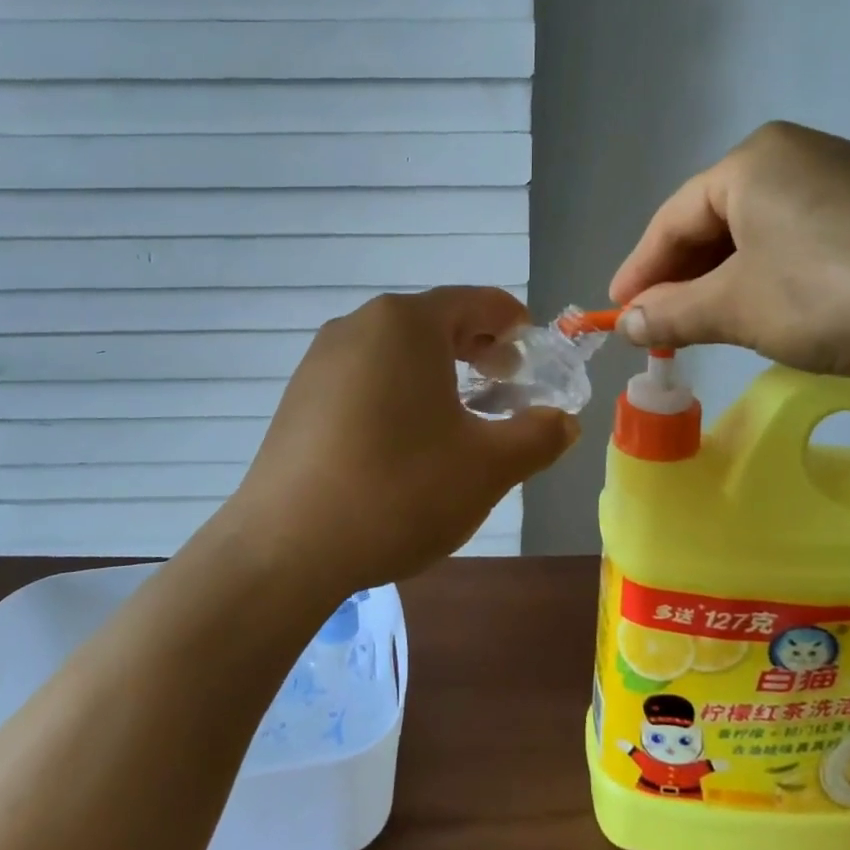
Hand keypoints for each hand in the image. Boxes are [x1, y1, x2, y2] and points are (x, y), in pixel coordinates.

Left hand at [216, 288, 578, 596]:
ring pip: (396, 351)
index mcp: (406, 323)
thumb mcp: (488, 467)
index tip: (535, 354)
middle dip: (477, 348)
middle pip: (434, 322)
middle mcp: (359, 325)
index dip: (515, 323)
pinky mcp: (300, 396)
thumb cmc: (399, 490)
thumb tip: (562, 422)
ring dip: (437, 372)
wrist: (287, 547)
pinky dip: (398, 391)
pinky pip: (364, 376)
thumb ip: (538, 436)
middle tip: (505, 385)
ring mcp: (321, 359)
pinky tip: (405, 439)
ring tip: (459, 416)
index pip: (477, 302)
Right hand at [609, 122, 849, 377]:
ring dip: (724, 281)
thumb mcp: (737, 307)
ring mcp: (847, 179)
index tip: (617, 313)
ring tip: (707, 323)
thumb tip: (626, 324)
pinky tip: (770, 309)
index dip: (639, 269)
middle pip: (715, 221)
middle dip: (682, 278)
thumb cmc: (832, 293)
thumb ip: (671, 313)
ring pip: (759, 234)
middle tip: (659, 325)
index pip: (673, 218)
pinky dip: (771, 277)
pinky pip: (800, 240)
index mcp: (753, 160)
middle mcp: (798, 155)